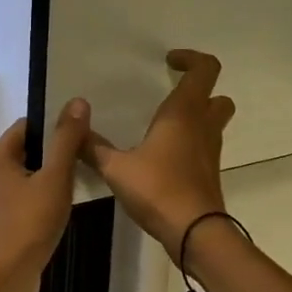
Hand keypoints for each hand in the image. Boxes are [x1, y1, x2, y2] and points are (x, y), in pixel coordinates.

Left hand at [0, 99, 89, 291]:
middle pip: (26, 151)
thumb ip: (66, 139)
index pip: (27, 126)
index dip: (55, 129)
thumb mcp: (55, 178)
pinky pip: (22, 200)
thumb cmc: (29, 224)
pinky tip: (58, 213)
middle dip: (54, 156)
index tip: (81, 139)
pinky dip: (39, 201)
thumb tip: (77, 101)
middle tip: (83, 163)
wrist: (5, 279)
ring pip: (25, 177)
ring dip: (48, 180)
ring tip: (75, 188)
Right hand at [84, 49, 233, 260]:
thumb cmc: (157, 189)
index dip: (191, 59)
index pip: (204, 69)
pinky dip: (190, 144)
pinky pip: (204, 147)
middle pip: (217, 97)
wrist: (194, 232)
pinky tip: (164, 156)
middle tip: (171, 94)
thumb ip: (94, 149)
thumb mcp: (116, 168)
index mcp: (183, 113)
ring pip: (213, 123)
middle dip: (199, 91)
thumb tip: (73, 132)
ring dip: (196, 118)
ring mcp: (210, 152)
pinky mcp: (209, 174)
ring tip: (163, 126)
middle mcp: (202, 127)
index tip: (170, 62)